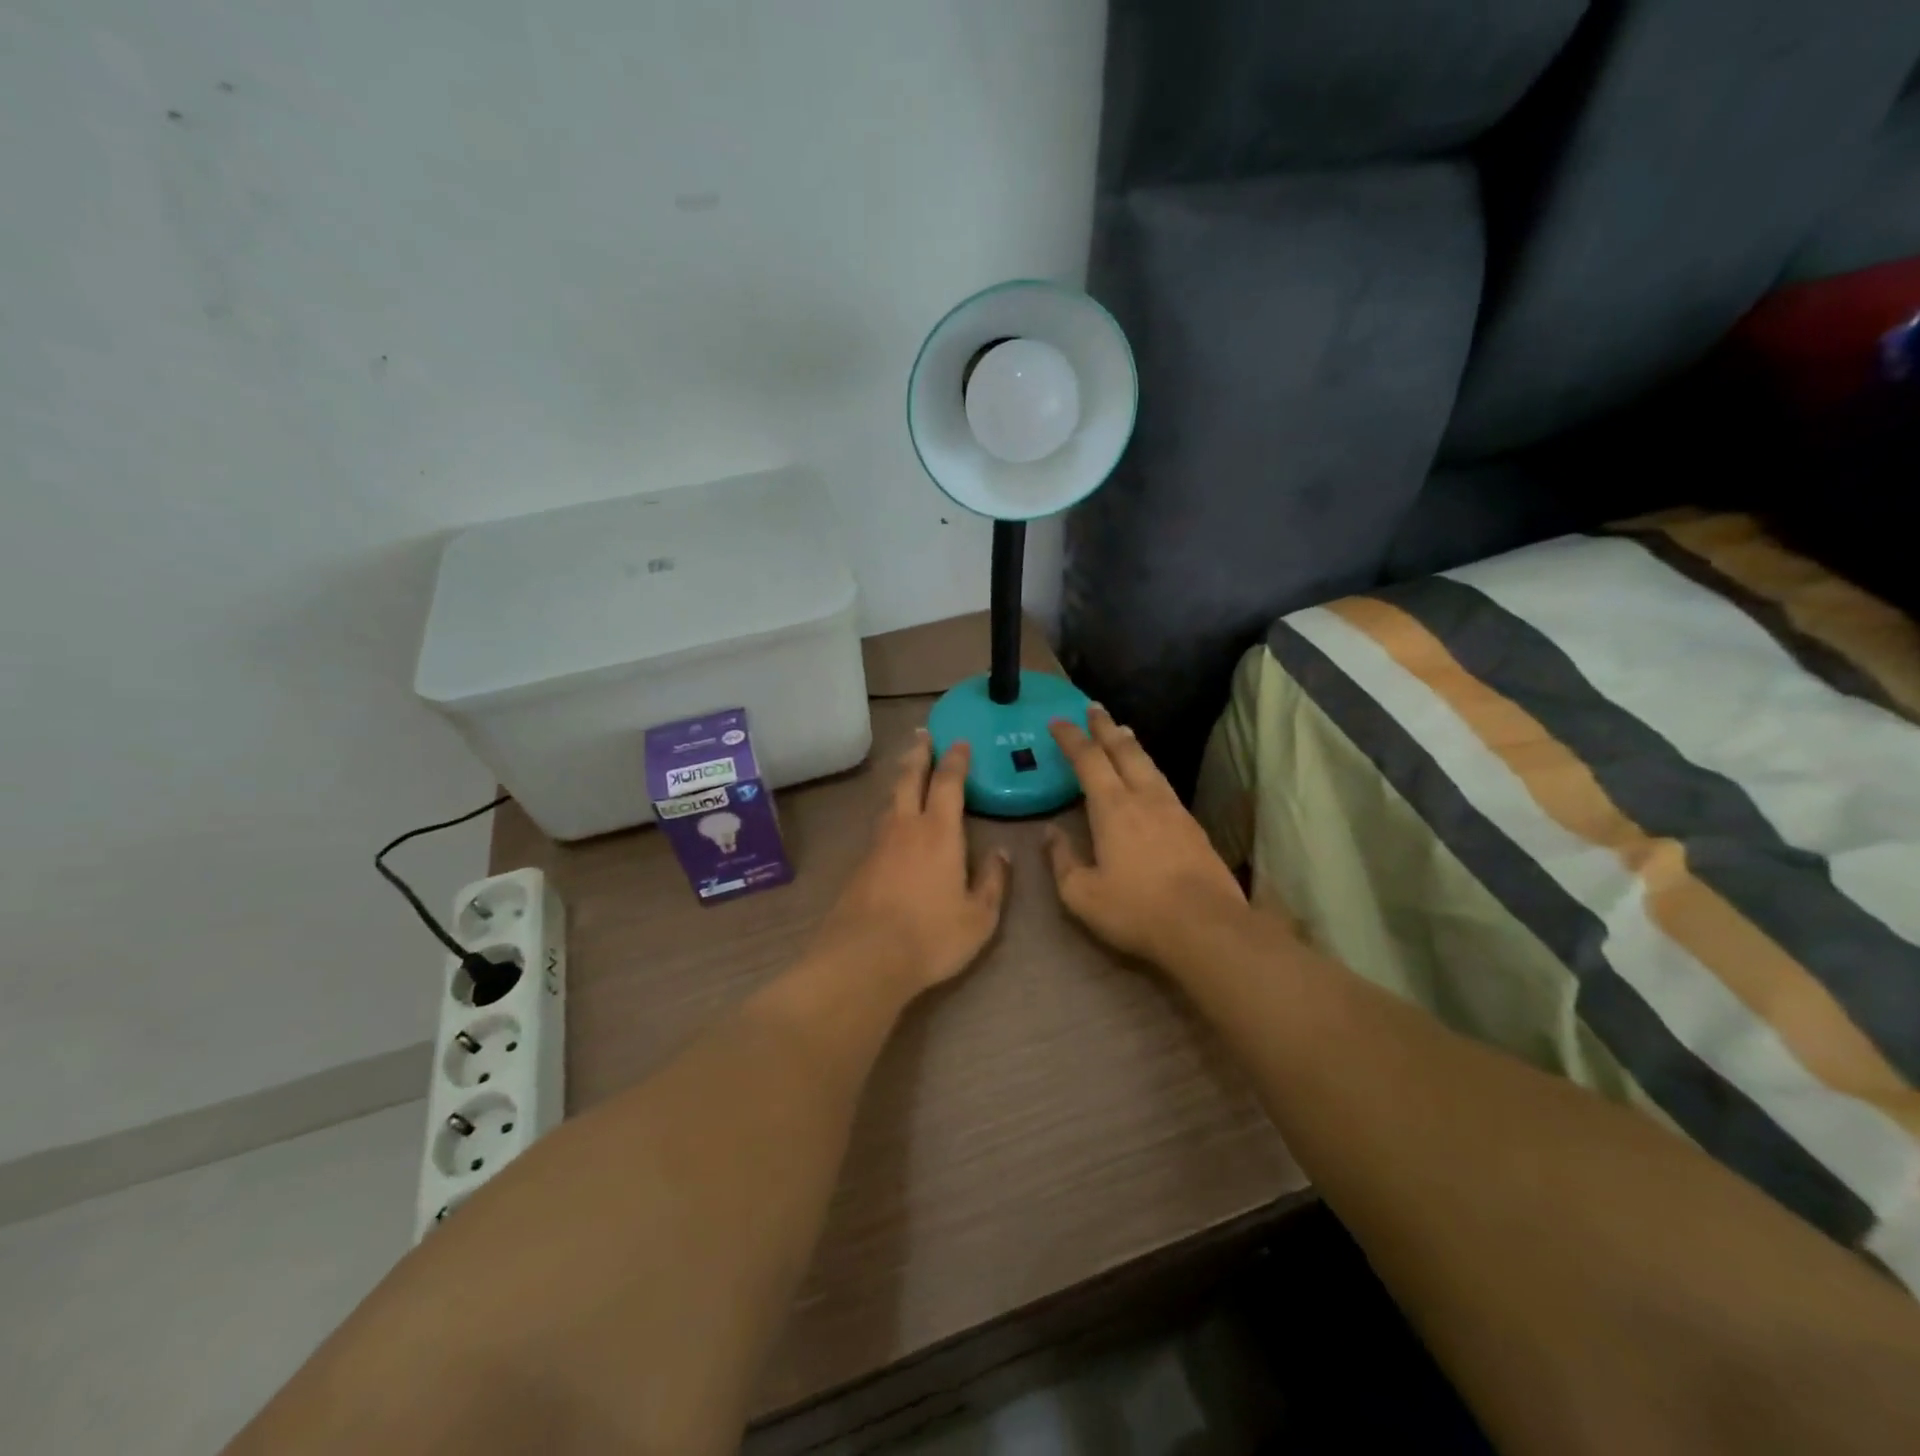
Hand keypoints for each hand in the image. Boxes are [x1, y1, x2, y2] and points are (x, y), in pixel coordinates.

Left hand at [811, 729, 1010, 993]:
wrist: (864, 958)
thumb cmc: (931, 936)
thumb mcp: (979, 917)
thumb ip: (993, 882)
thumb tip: (1002, 853)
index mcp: (939, 832)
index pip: (948, 783)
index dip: (955, 759)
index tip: (959, 742)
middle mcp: (906, 827)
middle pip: (909, 778)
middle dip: (918, 754)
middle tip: (922, 734)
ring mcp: (878, 844)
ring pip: (890, 800)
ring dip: (901, 779)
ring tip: (908, 771)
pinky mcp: (860, 865)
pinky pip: (880, 825)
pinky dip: (890, 811)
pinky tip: (893, 823)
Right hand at [1045, 706, 1249, 966]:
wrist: (1206, 927)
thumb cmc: (1136, 910)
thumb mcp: (1081, 894)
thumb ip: (1062, 859)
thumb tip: (1050, 833)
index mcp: (1112, 807)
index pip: (1088, 759)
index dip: (1071, 738)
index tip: (1057, 721)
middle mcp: (1143, 797)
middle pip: (1123, 750)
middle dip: (1104, 726)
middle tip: (1093, 708)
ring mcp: (1173, 809)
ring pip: (1148, 763)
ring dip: (1131, 743)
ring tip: (1122, 731)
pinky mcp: (1193, 825)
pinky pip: (1164, 783)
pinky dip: (1149, 768)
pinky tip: (1150, 776)